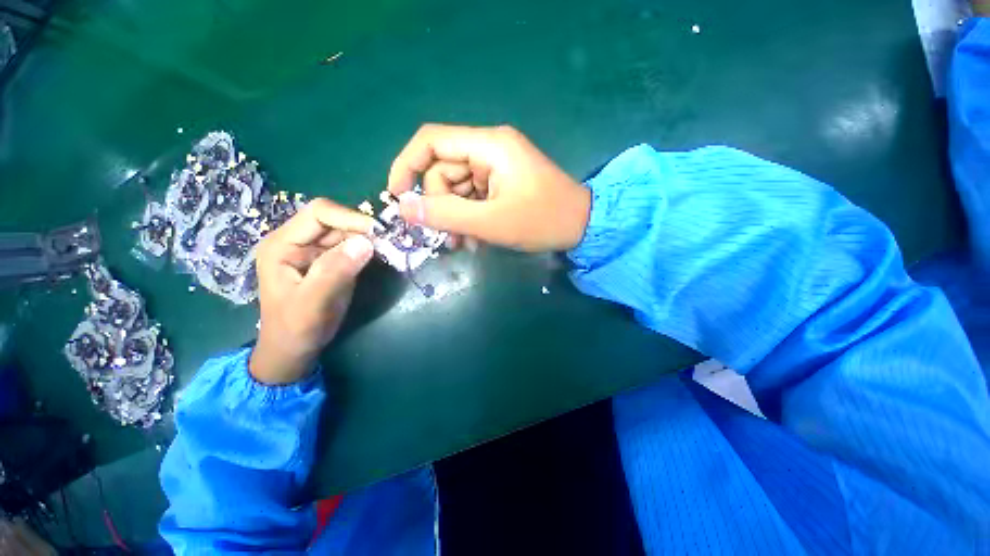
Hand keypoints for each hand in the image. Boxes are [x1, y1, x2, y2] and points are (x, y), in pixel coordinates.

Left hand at [250, 199, 377, 383]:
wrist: (294, 349)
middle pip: (335, 220)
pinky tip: (380, 257)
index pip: (319, 213)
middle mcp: (298, 241)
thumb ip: (334, 271)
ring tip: (387, 250)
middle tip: (388, 243)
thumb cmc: (296, 328)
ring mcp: (314, 251)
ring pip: (346, 232)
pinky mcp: (329, 261)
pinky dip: (367, 249)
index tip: (378, 233)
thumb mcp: (313, 302)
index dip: (350, 218)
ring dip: (368, 239)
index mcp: (283, 244)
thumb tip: (366, 242)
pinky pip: (351, 247)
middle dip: (362, 229)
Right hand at [387, 124, 591, 252]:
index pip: (432, 141)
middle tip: (449, 238)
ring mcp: (496, 167)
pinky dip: (469, 217)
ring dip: (455, 217)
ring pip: (456, 188)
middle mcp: (489, 149)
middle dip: (441, 206)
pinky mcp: (501, 182)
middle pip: (443, 171)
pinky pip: (472, 196)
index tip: (398, 197)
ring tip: (465, 243)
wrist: (581, 225)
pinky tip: (476, 238)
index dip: (407, 165)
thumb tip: (404, 209)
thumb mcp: (492, 222)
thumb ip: (447, 215)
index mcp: (489, 146)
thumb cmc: (542, 221)